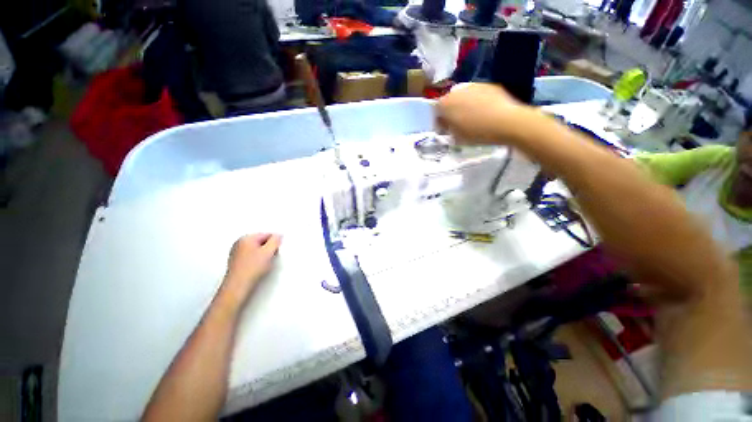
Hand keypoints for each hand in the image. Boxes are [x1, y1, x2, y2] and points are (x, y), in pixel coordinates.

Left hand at [221, 233, 281, 305]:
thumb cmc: (252, 268)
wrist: (237, 287)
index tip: (275, 251)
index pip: (267, 234)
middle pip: (261, 241)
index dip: (274, 243)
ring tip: (263, 265)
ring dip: (263, 255)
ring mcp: (236, 253)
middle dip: (268, 248)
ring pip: (256, 250)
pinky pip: (251, 257)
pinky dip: (256, 261)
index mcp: (246, 238)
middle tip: (269, 258)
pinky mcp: (236, 262)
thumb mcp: (269, 252)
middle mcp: (239, 243)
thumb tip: (278, 236)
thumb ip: (275, 241)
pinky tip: (257, 268)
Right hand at [435, 83, 528, 144]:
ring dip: (465, 105)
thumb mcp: (456, 136)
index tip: (445, 128)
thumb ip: (447, 128)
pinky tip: (486, 112)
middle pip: (450, 100)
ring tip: (474, 117)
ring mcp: (474, 85)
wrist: (506, 121)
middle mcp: (457, 90)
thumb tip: (445, 123)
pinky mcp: (489, 85)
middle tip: (458, 123)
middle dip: (451, 110)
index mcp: (445, 104)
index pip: (436, 110)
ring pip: (464, 96)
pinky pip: (478, 94)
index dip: (439, 120)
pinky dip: (478, 101)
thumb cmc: (476, 133)